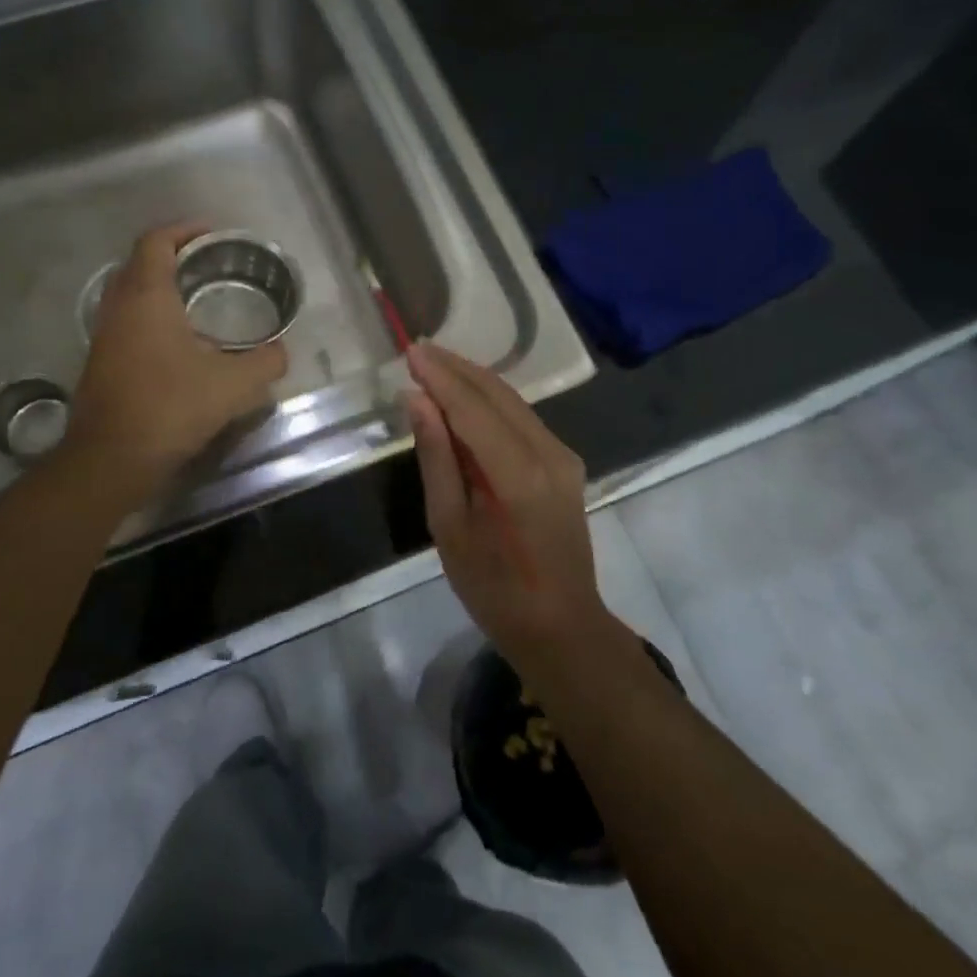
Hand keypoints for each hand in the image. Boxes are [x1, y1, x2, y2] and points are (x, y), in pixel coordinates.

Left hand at [66, 224, 288, 498]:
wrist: (111, 460)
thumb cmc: (170, 408)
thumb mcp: (233, 385)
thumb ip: (265, 362)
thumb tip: (281, 352)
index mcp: (146, 297)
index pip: (156, 241)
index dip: (184, 229)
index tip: (212, 234)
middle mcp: (119, 307)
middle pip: (140, 263)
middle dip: (174, 256)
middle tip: (210, 264)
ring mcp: (104, 335)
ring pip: (130, 294)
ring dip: (161, 288)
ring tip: (199, 300)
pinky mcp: (101, 362)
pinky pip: (127, 321)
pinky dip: (151, 316)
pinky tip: (180, 343)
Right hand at [405, 341, 612, 678]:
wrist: (561, 626)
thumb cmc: (493, 588)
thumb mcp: (449, 527)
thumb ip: (436, 458)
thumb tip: (417, 400)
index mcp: (517, 474)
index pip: (472, 408)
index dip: (440, 377)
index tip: (411, 351)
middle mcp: (548, 453)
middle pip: (497, 394)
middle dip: (456, 368)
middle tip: (418, 349)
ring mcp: (563, 456)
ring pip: (513, 401)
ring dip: (473, 380)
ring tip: (435, 364)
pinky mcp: (566, 463)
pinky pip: (523, 419)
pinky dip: (491, 401)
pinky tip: (466, 397)